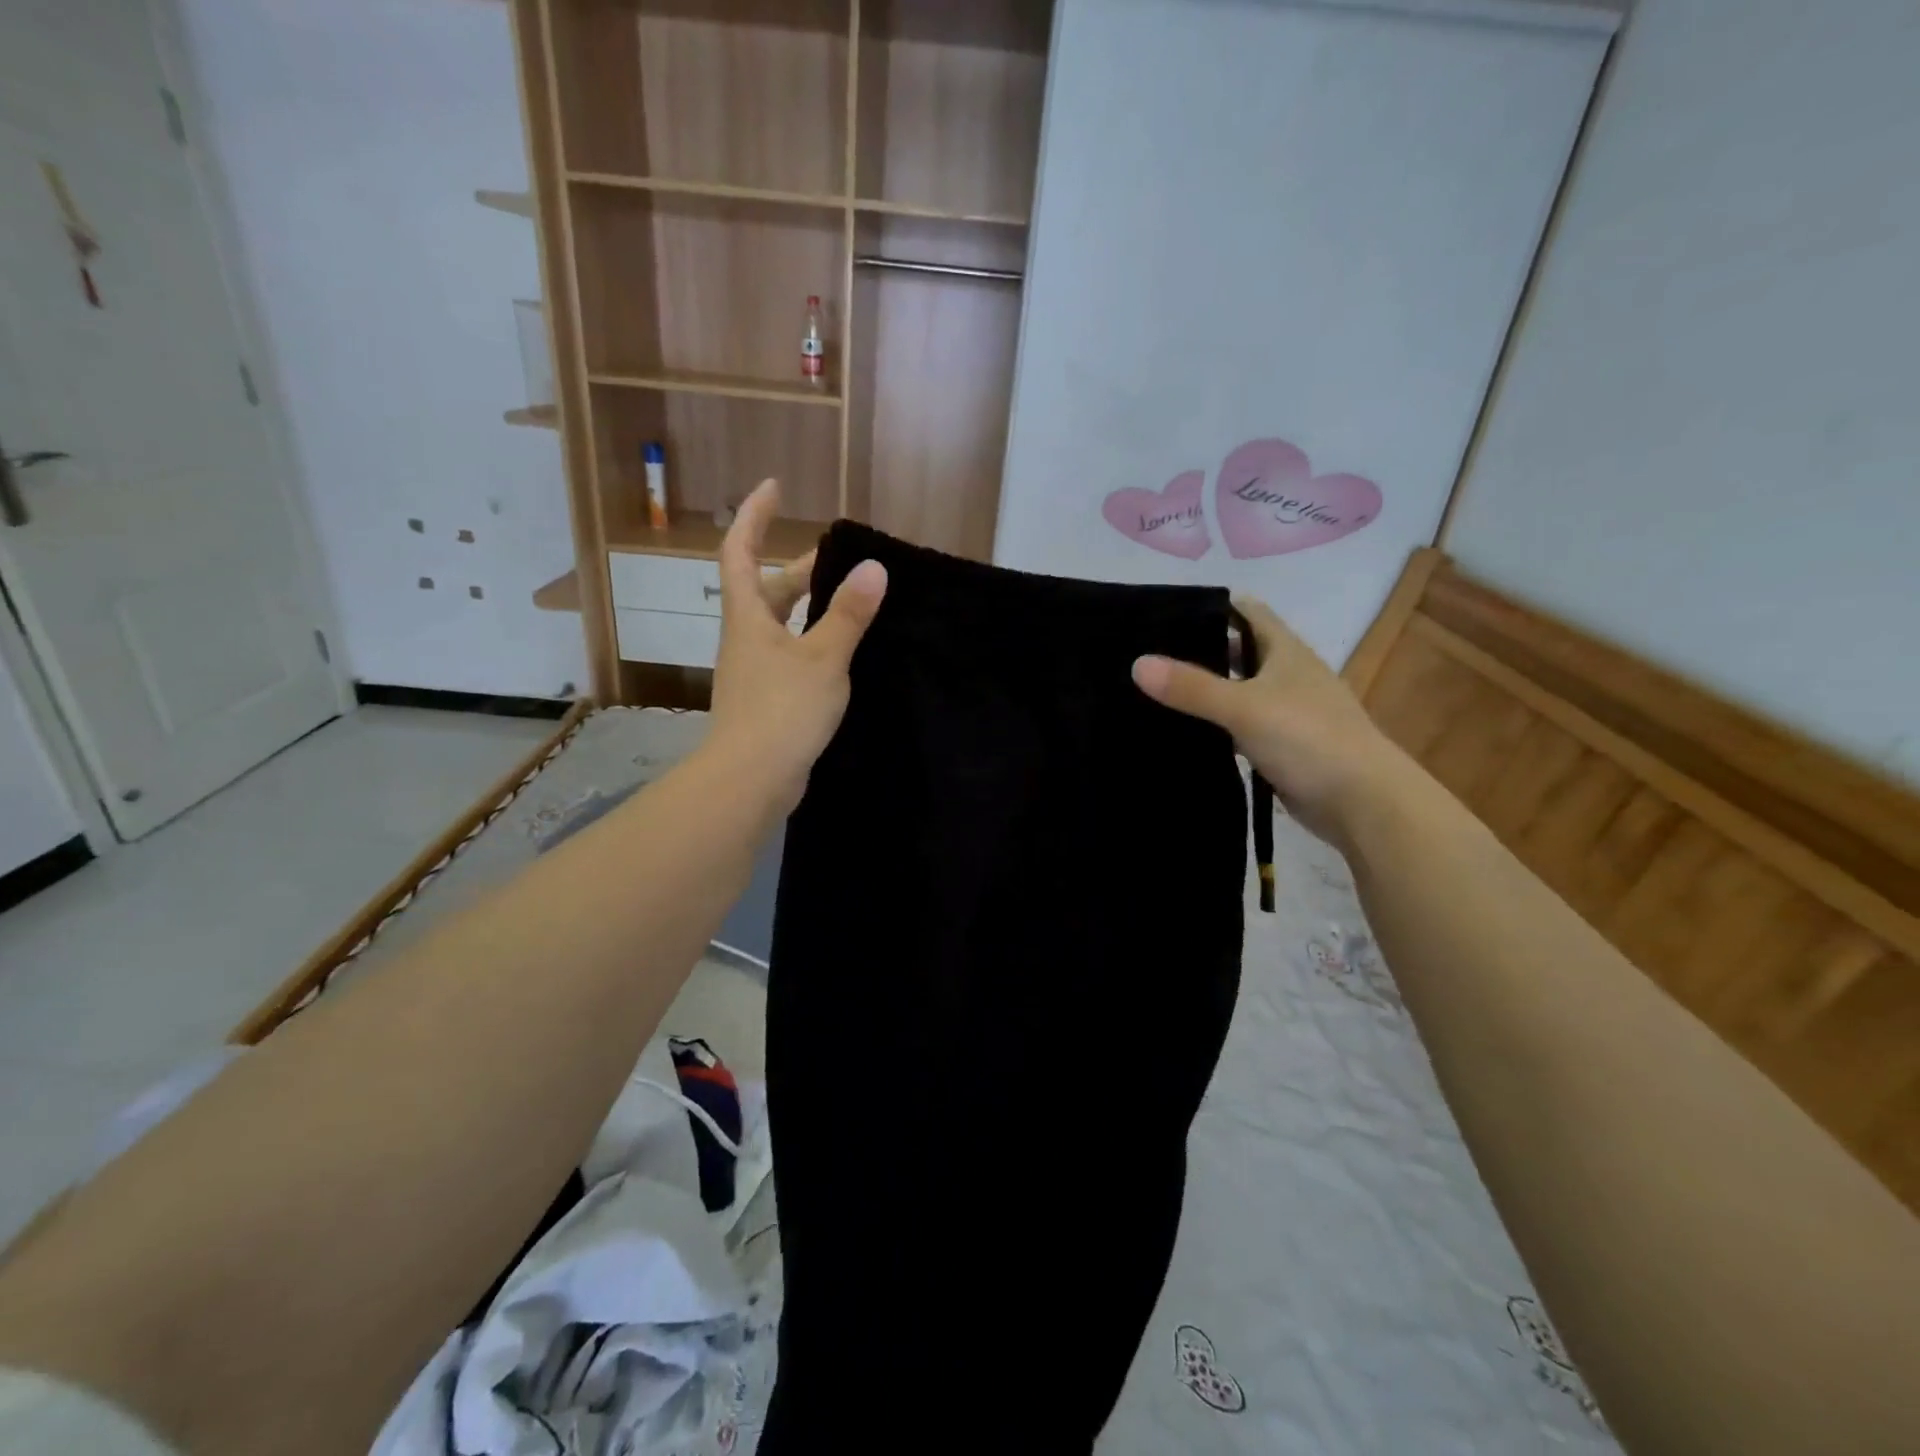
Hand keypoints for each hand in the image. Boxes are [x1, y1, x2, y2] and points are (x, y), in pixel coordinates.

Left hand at [707, 480, 886, 812]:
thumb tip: (873, 567)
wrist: (751, 780)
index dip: (754, 516)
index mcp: (748, 618)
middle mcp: (746, 639)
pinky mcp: (767, 700)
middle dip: (799, 569)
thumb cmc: (782, 711)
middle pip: (766, 590)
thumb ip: (848, 614)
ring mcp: (754, 671)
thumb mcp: (823, 659)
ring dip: (810, 609)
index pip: (740, 551)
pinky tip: (842, 655)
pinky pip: (790, 656)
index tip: (773, 487)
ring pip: (781, 626)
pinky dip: (813, 644)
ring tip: (851, 602)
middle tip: (840, 560)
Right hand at [1131, 596, 1406, 844]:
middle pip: (1240, 651)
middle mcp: (1288, 675)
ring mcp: (1288, 712)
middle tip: (1150, 654)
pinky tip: (1187, 732)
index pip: (1247, 612)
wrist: (1362, 802)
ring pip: (1239, 691)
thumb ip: (1191, 687)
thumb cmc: (1308, 738)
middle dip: (1201, 649)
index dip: (1212, 606)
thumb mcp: (1244, 707)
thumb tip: (1137, 664)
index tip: (1166, 612)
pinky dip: (1217, 726)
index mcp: (1286, 651)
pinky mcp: (1283, 746)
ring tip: (1156, 691)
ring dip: (1207, 690)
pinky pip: (1241, 727)